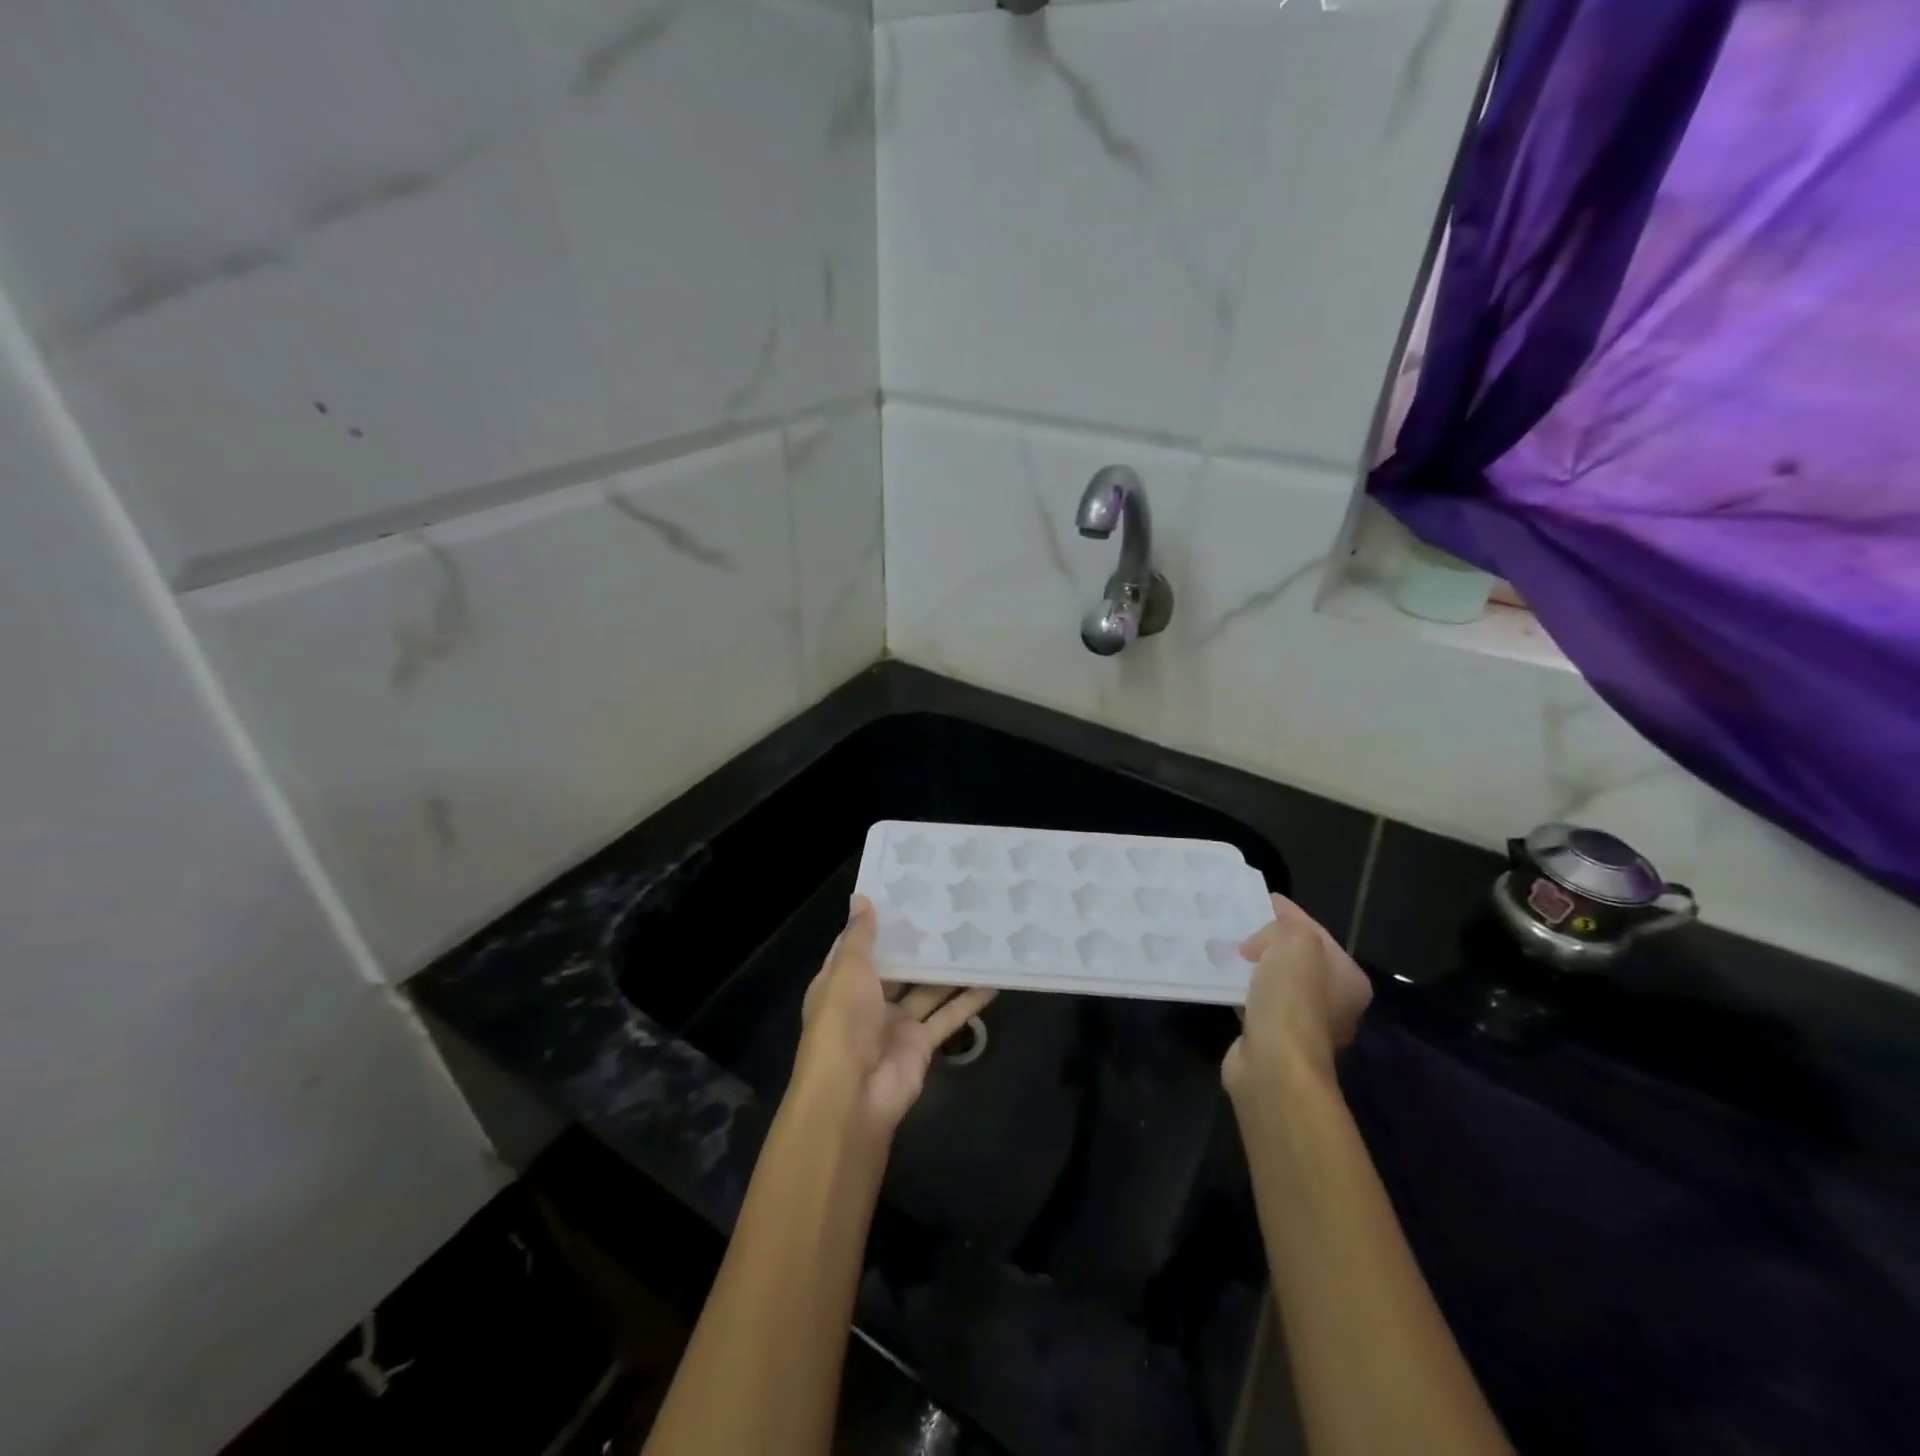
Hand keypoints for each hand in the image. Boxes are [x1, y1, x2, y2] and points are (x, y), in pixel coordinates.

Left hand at [792, 896, 996, 1136]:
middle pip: (897, 967)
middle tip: (949, 911)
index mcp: (841, 982)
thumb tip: (861, 898)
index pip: (858, 947)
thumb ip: (860, 937)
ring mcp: (896, 1024)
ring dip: (948, 970)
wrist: (853, 1095)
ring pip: (926, 990)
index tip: (905, 896)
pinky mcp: (921, 1044)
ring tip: (975, 938)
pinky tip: (992, 980)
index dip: (878, 924)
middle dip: (918, 945)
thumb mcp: (847, 971)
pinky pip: (947, 1016)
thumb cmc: (843, 1023)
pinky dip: (968, 1001)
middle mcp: (867, 1001)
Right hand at [1223, 894, 1372, 1096]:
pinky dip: (1240, 988)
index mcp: (1349, 979)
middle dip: (1267, 940)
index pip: (1315, 932)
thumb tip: (1258, 944)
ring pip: (1274, 980)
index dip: (1287, 913)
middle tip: (1237, 924)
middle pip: (1296, 957)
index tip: (1257, 899)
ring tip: (1224, 948)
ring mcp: (1302, 1023)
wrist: (1273, 1062)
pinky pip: (1255, 1000)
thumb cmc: (1292, 998)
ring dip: (1252, 965)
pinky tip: (1220, 978)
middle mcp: (1333, 1002)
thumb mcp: (1295, 942)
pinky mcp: (1273, 1037)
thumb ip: (1283, 927)